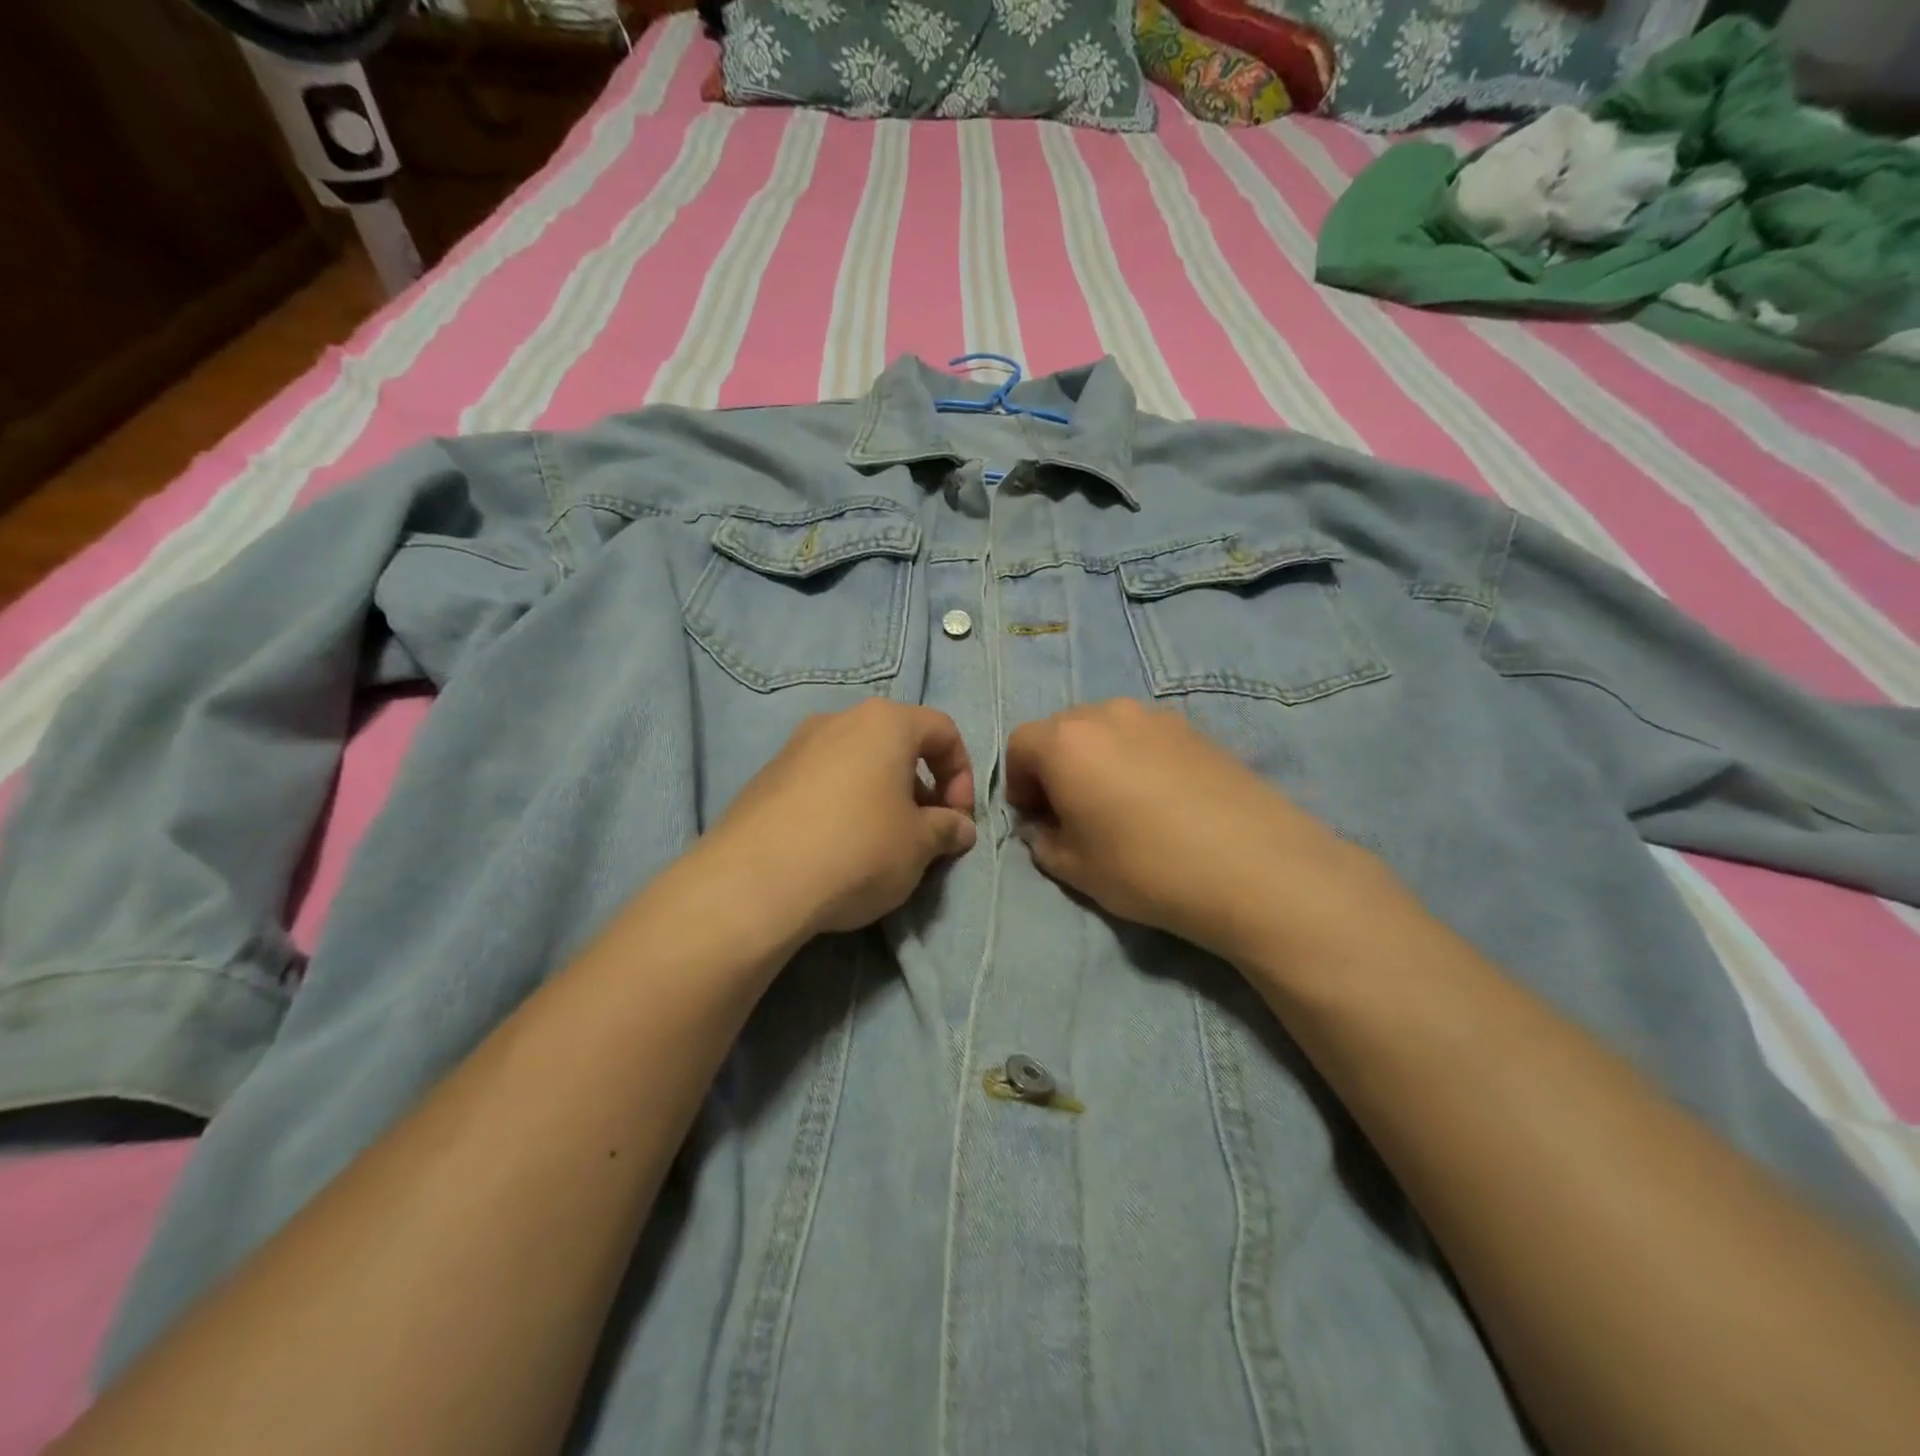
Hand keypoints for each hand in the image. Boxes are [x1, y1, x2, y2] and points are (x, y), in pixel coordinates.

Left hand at [701, 700, 976, 937]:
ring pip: (857, 762)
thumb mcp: (918, 845)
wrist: (754, 882)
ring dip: (881, 795)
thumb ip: (947, 828)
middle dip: (921, 786)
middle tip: (924, 831)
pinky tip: (837, 847)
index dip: (961, 773)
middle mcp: (839, 720)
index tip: (957, 817)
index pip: (943, 730)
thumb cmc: (857, 850)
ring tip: (882, 843)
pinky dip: (843, 804)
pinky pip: (821, 781)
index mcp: (884, 723)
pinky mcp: (766, 777)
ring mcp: (796, 746)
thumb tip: (959, 828)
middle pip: (897, 743)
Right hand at [1005, 699, 1376, 965]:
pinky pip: (1145, 737)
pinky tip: (1160, 801)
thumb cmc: (1146, 867)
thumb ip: (1043, 842)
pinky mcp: (1196, 729)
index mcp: (1066, 741)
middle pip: (1062, 730)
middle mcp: (1107, 713)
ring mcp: (1156, 717)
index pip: (1020, 745)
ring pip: (1106, 730)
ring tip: (1119, 805)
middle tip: (1073, 812)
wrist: (1254, 866)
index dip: (1018, 782)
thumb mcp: (1076, 869)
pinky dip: (1135, 759)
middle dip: (1055, 767)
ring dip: (1096, 760)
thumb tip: (1045, 828)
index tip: (1037, 818)